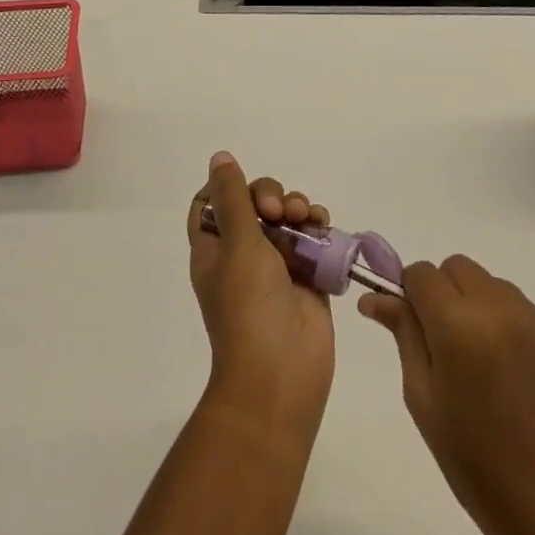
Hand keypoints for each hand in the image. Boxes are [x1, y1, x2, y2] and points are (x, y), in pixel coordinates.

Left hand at [188, 152, 334, 438]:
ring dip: (298, 207)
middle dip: (271, 195)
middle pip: (254, 204)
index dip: (227, 188)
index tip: (244, 188)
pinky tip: (324, 226)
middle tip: (279, 210)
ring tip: (307, 217)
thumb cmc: (248, 307)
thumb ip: (233, 198)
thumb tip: (219, 158)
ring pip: (287, 219)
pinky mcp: (307, 279)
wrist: (281, 376)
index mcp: (214, 249)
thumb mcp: (237, 244)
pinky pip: (312, 241)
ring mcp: (276, 267)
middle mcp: (242, 254)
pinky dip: (319, 228)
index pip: (211, 204)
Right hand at [359, 257, 534, 534]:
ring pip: (490, 283)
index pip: (422, 273)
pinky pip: (521, 309)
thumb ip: (404, 336)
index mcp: (459, 326)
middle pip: (457, 267)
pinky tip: (512, 373)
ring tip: (481, 361)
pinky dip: (506, 324)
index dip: (410, 293)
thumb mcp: (424, 401)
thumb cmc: (478, 466)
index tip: (412, 325)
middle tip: (444, 343)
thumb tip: (375, 297)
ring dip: (475, 304)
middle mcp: (499, 309)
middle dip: (443, 292)